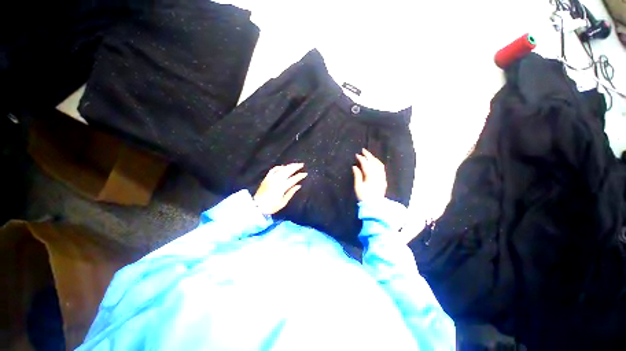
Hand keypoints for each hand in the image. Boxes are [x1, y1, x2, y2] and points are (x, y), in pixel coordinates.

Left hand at [254, 163, 306, 214]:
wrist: (256, 206)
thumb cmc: (271, 206)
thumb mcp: (283, 202)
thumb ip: (291, 193)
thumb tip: (298, 185)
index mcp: (282, 187)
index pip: (293, 179)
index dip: (299, 176)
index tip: (305, 174)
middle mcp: (277, 180)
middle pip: (288, 171)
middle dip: (295, 167)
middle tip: (302, 164)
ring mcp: (271, 178)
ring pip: (281, 169)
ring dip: (289, 166)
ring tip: (295, 164)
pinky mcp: (266, 178)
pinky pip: (273, 169)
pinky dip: (279, 167)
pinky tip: (283, 166)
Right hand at [352, 148, 386, 201]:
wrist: (374, 205)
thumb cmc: (364, 197)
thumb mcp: (358, 187)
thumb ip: (357, 175)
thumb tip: (354, 166)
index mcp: (370, 176)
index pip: (366, 164)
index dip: (361, 158)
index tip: (356, 155)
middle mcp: (378, 175)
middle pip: (374, 162)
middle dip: (368, 155)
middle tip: (363, 150)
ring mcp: (382, 177)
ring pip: (379, 164)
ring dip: (374, 158)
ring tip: (369, 155)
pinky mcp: (384, 180)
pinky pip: (382, 168)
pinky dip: (378, 163)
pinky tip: (375, 162)